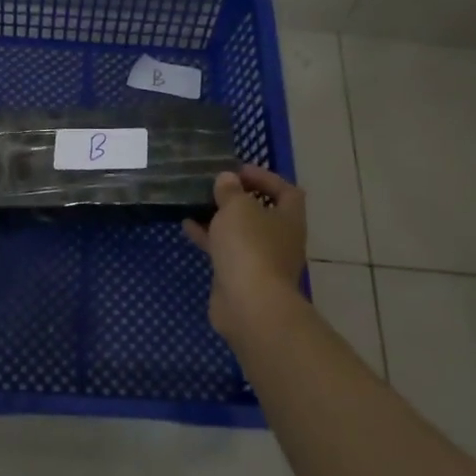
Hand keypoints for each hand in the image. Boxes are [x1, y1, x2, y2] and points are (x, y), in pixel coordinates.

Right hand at [183, 166, 308, 343]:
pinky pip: (225, 251)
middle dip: (238, 199)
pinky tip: (187, 226)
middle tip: (213, 187)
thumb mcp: (237, 208)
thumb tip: (227, 180)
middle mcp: (280, 239)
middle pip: (261, 212)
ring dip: (220, 218)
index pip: (286, 191)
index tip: (238, 171)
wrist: (249, 305)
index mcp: (289, 219)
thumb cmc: (250, 247)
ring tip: (195, 203)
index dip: (264, 177)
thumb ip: (230, 191)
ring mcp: (260, 261)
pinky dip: (209, 238)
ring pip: (240, 233)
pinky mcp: (240, 277)